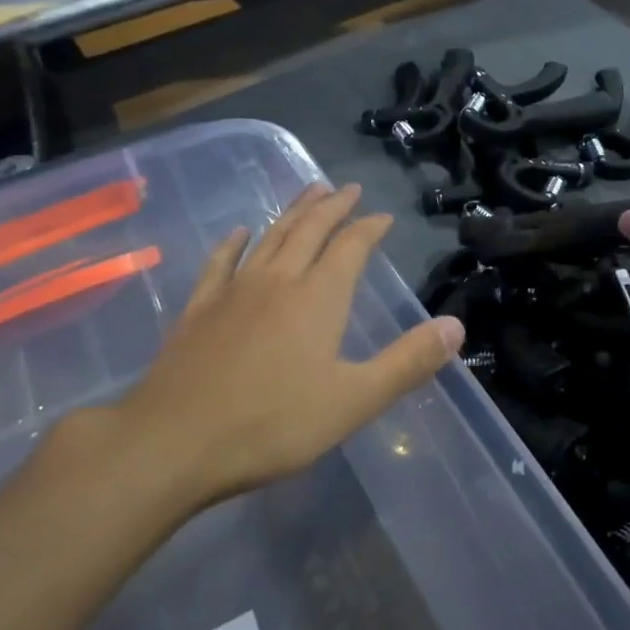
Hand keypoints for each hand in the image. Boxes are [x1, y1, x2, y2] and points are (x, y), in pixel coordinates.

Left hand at [108, 183, 463, 511]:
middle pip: (310, 230)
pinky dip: (234, 243)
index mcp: (318, 297)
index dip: (369, 228)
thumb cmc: (272, 424)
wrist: (173, 442)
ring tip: (309, 191)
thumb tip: (456, 326)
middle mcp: (278, 280)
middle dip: (332, 206)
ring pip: (270, 237)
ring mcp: (234, 291)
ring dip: (292, 211)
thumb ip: (407, 362)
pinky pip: (220, 263)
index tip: (383, 216)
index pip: (351, 247)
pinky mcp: (199, 308)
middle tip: (346, 187)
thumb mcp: (353, 401)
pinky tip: (240, 232)